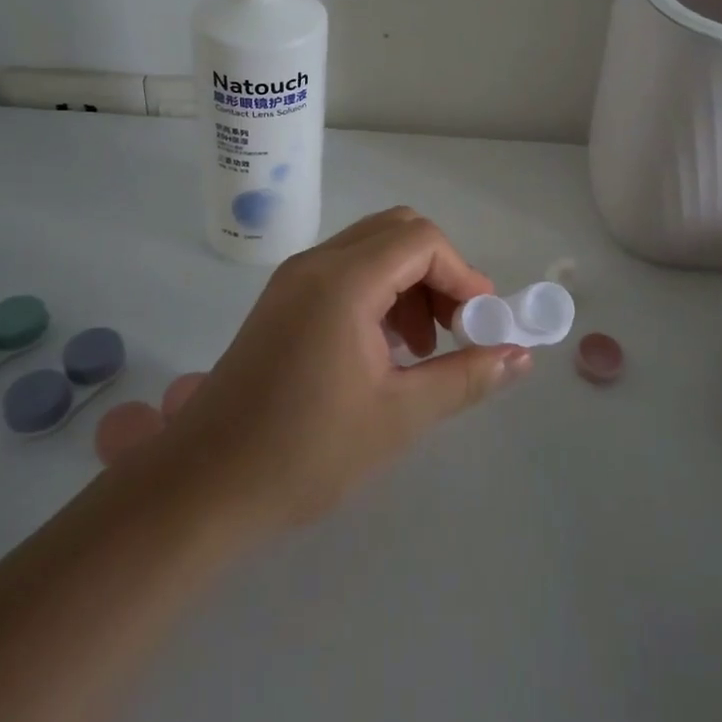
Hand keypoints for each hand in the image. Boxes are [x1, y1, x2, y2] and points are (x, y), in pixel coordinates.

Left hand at [121, 207, 531, 533]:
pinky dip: (379, 294)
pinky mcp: (281, 301)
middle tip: (457, 327)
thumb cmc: (304, 452)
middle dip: (439, 272)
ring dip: (410, 284)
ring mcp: (293, 279)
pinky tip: (384, 350)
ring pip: (371, 250)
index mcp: (343, 280)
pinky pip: (345, 272)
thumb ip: (466, 376)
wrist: (200, 490)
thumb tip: (522, 355)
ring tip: (422, 347)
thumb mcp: (399, 416)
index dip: (463, 274)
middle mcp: (316, 263)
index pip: (422, 240)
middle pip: (397, 232)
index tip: (482, 323)